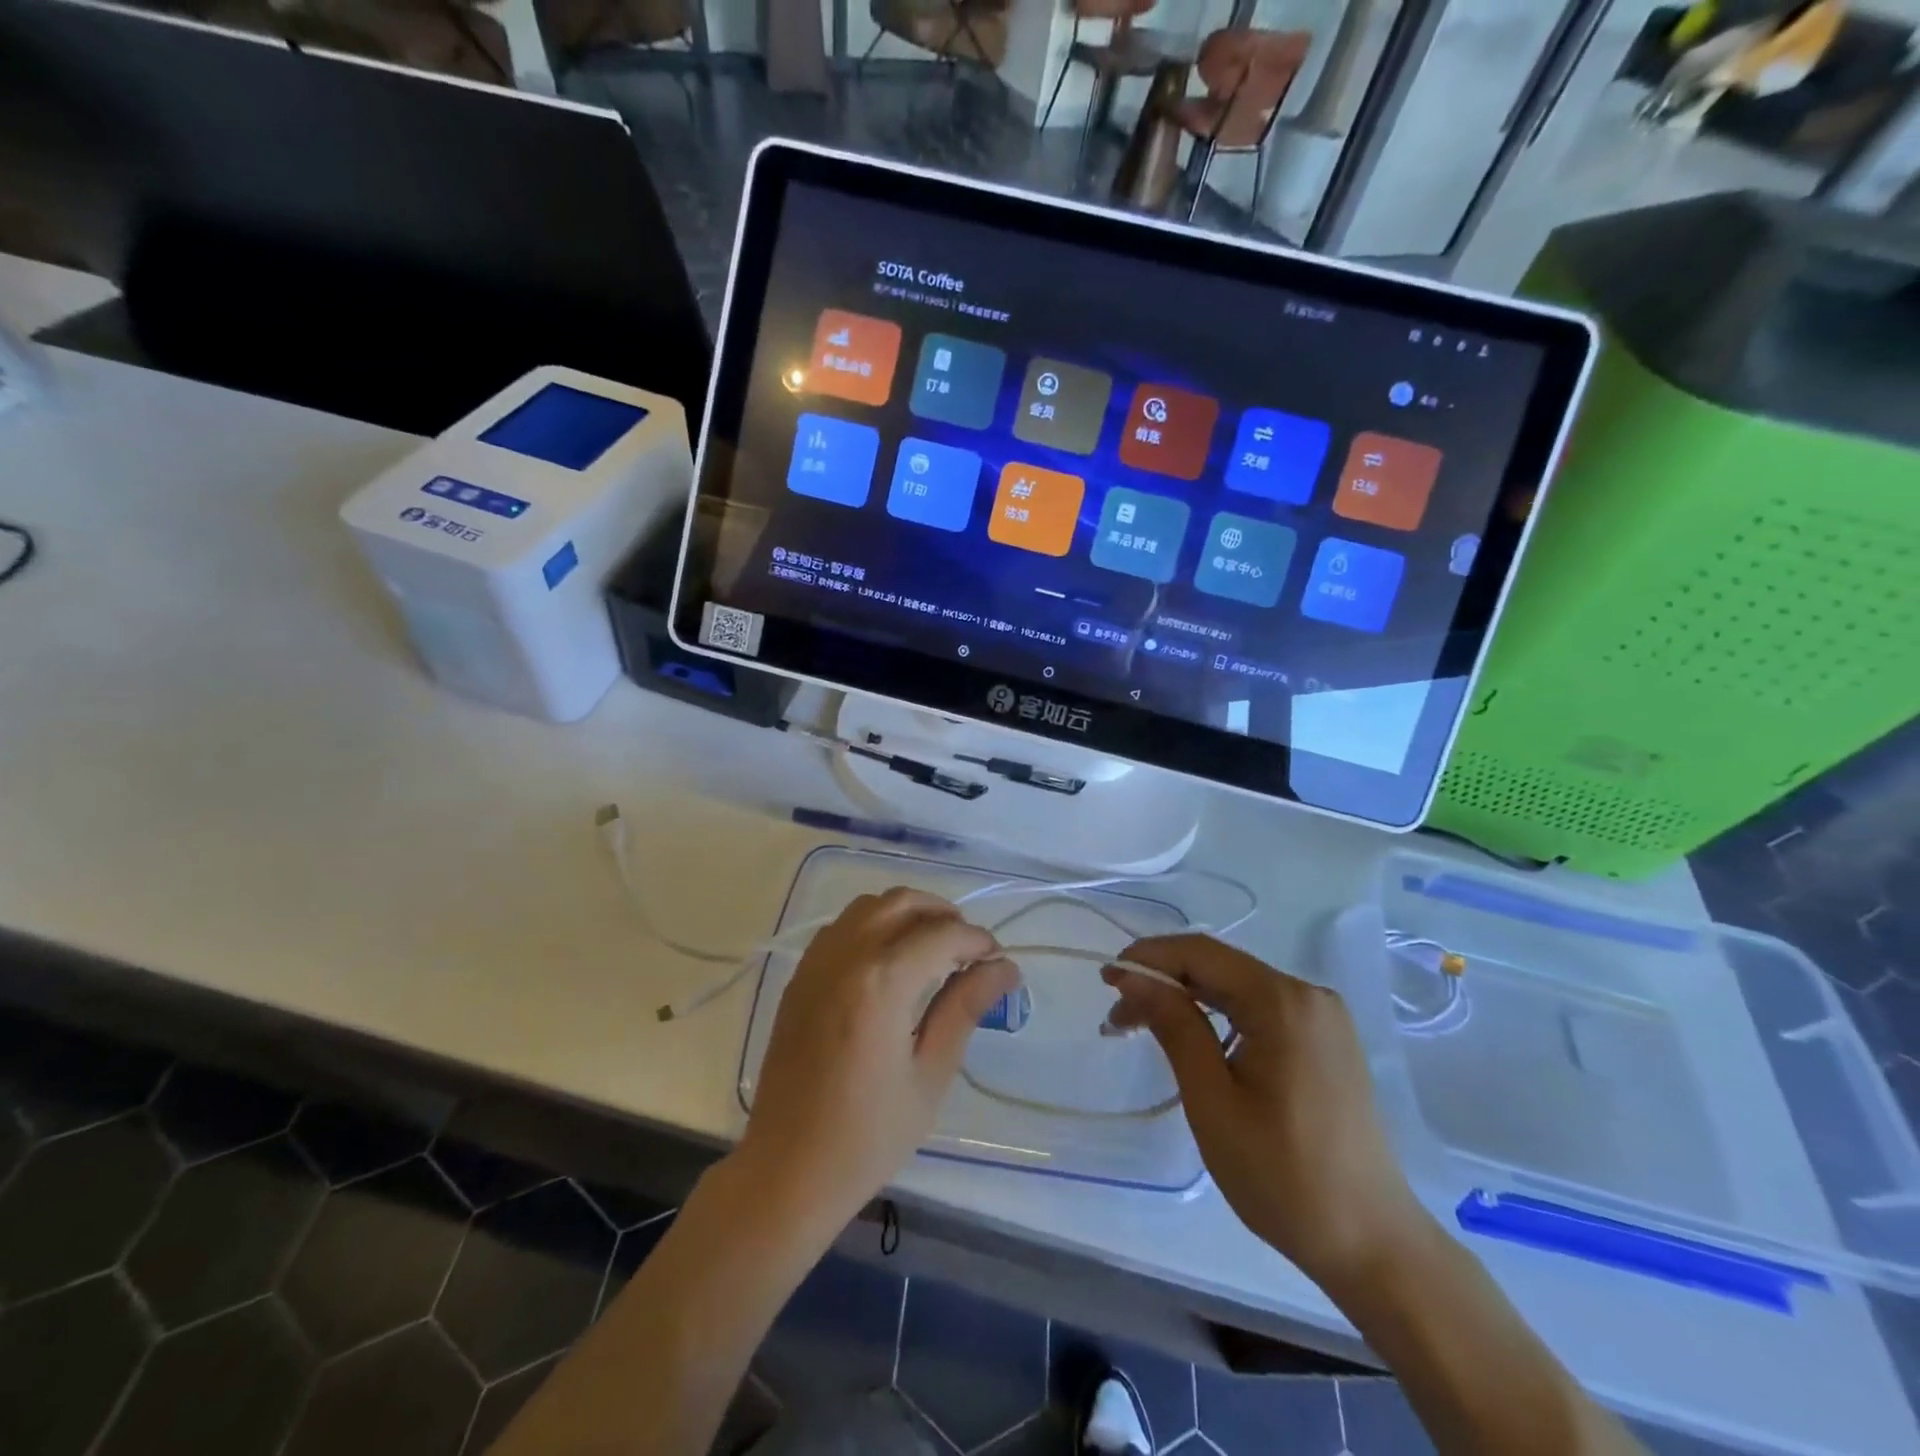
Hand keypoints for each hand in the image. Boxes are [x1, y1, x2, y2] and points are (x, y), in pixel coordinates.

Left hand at [737, 888, 1018, 1229]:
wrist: (788, 1170)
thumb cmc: (869, 1135)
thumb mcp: (930, 1074)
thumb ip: (965, 1008)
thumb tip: (1004, 968)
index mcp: (882, 981)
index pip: (942, 934)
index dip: (977, 941)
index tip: (998, 962)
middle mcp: (846, 956)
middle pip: (903, 902)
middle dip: (943, 914)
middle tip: (968, 950)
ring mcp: (816, 963)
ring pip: (869, 906)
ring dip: (907, 913)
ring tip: (932, 948)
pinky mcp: (799, 977)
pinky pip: (841, 927)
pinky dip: (873, 925)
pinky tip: (889, 961)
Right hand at [1104, 935, 1427, 1290]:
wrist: (1372, 1244)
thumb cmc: (1283, 1176)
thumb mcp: (1212, 1100)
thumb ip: (1174, 1026)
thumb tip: (1132, 975)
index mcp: (1283, 1002)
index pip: (1201, 953)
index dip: (1148, 957)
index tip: (1106, 980)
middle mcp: (1308, 995)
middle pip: (1220, 967)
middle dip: (1164, 982)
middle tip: (1118, 1016)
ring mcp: (1322, 1018)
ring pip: (1237, 987)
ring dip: (1188, 999)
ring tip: (1143, 1027)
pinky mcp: (1325, 1041)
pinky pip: (1260, 1009)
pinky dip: (1218, 1016)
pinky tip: (1193, 1039)